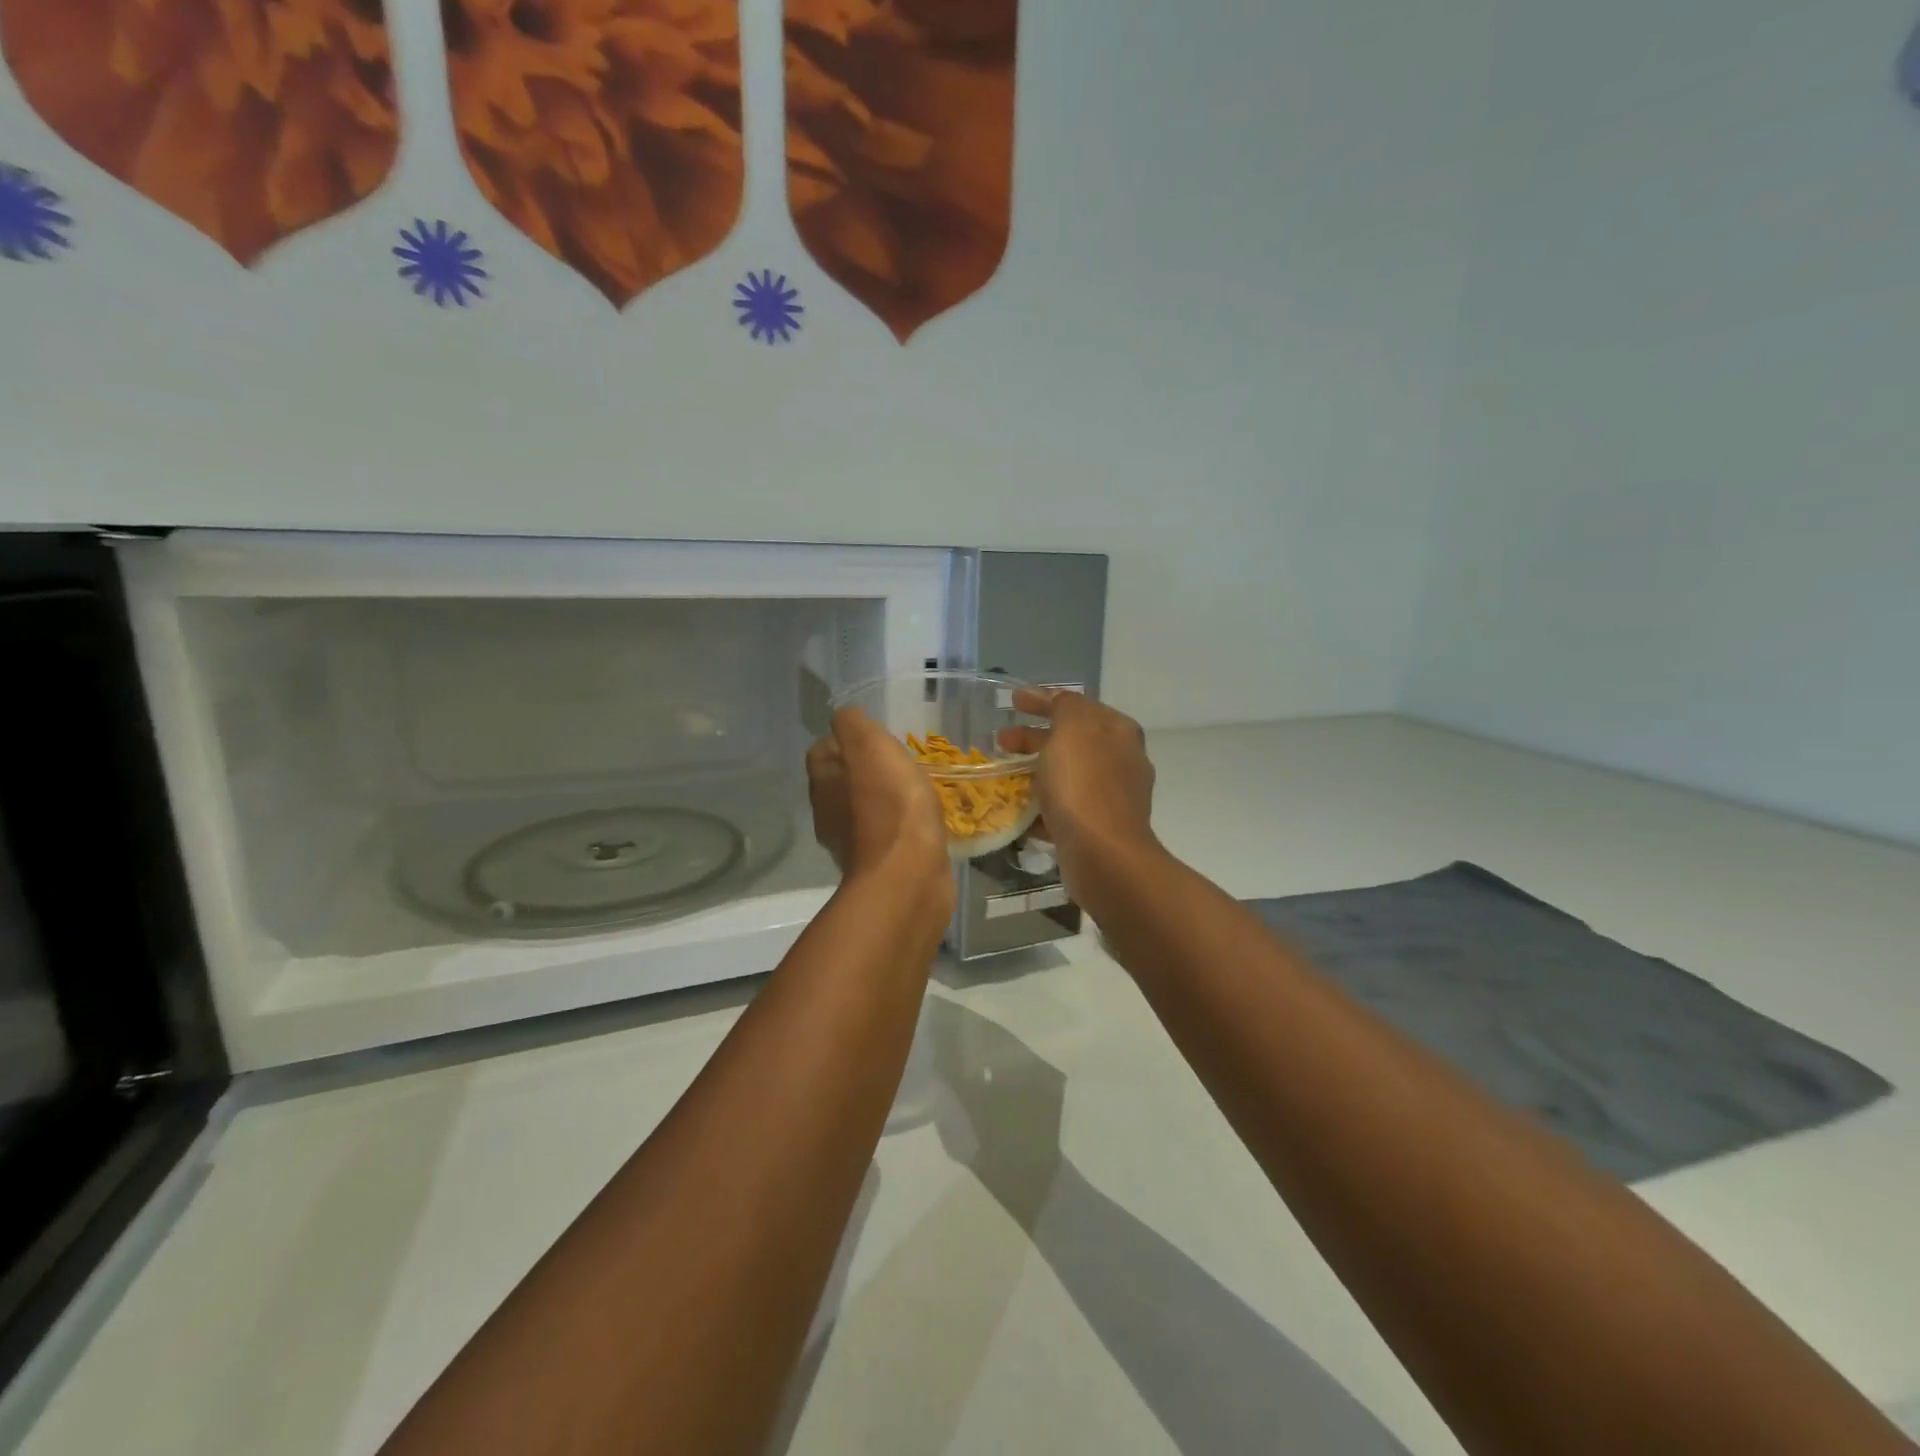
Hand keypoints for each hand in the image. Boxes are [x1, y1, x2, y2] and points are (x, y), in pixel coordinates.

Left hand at [806, 706, 953, 902]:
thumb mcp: (870, 747)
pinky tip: (922, 822)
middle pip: (841, 781)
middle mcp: (829, 813)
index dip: (845, 739)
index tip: (875, 736)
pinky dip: (899, 827)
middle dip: (865, 770)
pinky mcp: (879, 866)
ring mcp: (853, 844)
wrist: (909, 876)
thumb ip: (853, 724)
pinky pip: (886, 836)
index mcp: (823, 782)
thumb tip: (846, 717)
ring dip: (883, 799)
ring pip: (863, 810)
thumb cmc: (890, 805)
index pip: (822, 750)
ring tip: (914, 790)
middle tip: (898, 762)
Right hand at [1005, 689, 1158, 886]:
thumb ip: (1065, 707)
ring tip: (1006, 777)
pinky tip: (1020, 811)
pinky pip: (1067, 808)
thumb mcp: (1072, 730)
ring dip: (1037, 771)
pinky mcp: (1100, 828)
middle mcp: (1121, 760)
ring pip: (1068, 775)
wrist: (1104, 856)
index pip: (1077, 705)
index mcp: (1117, 731)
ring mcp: (1113, 797)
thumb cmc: (1084, 786)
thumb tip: (1059, 701)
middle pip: (1071, 740)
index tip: (1012, 701)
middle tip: (1001, 740)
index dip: (1043, 699)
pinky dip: (1043, 805)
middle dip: (1034, 737)